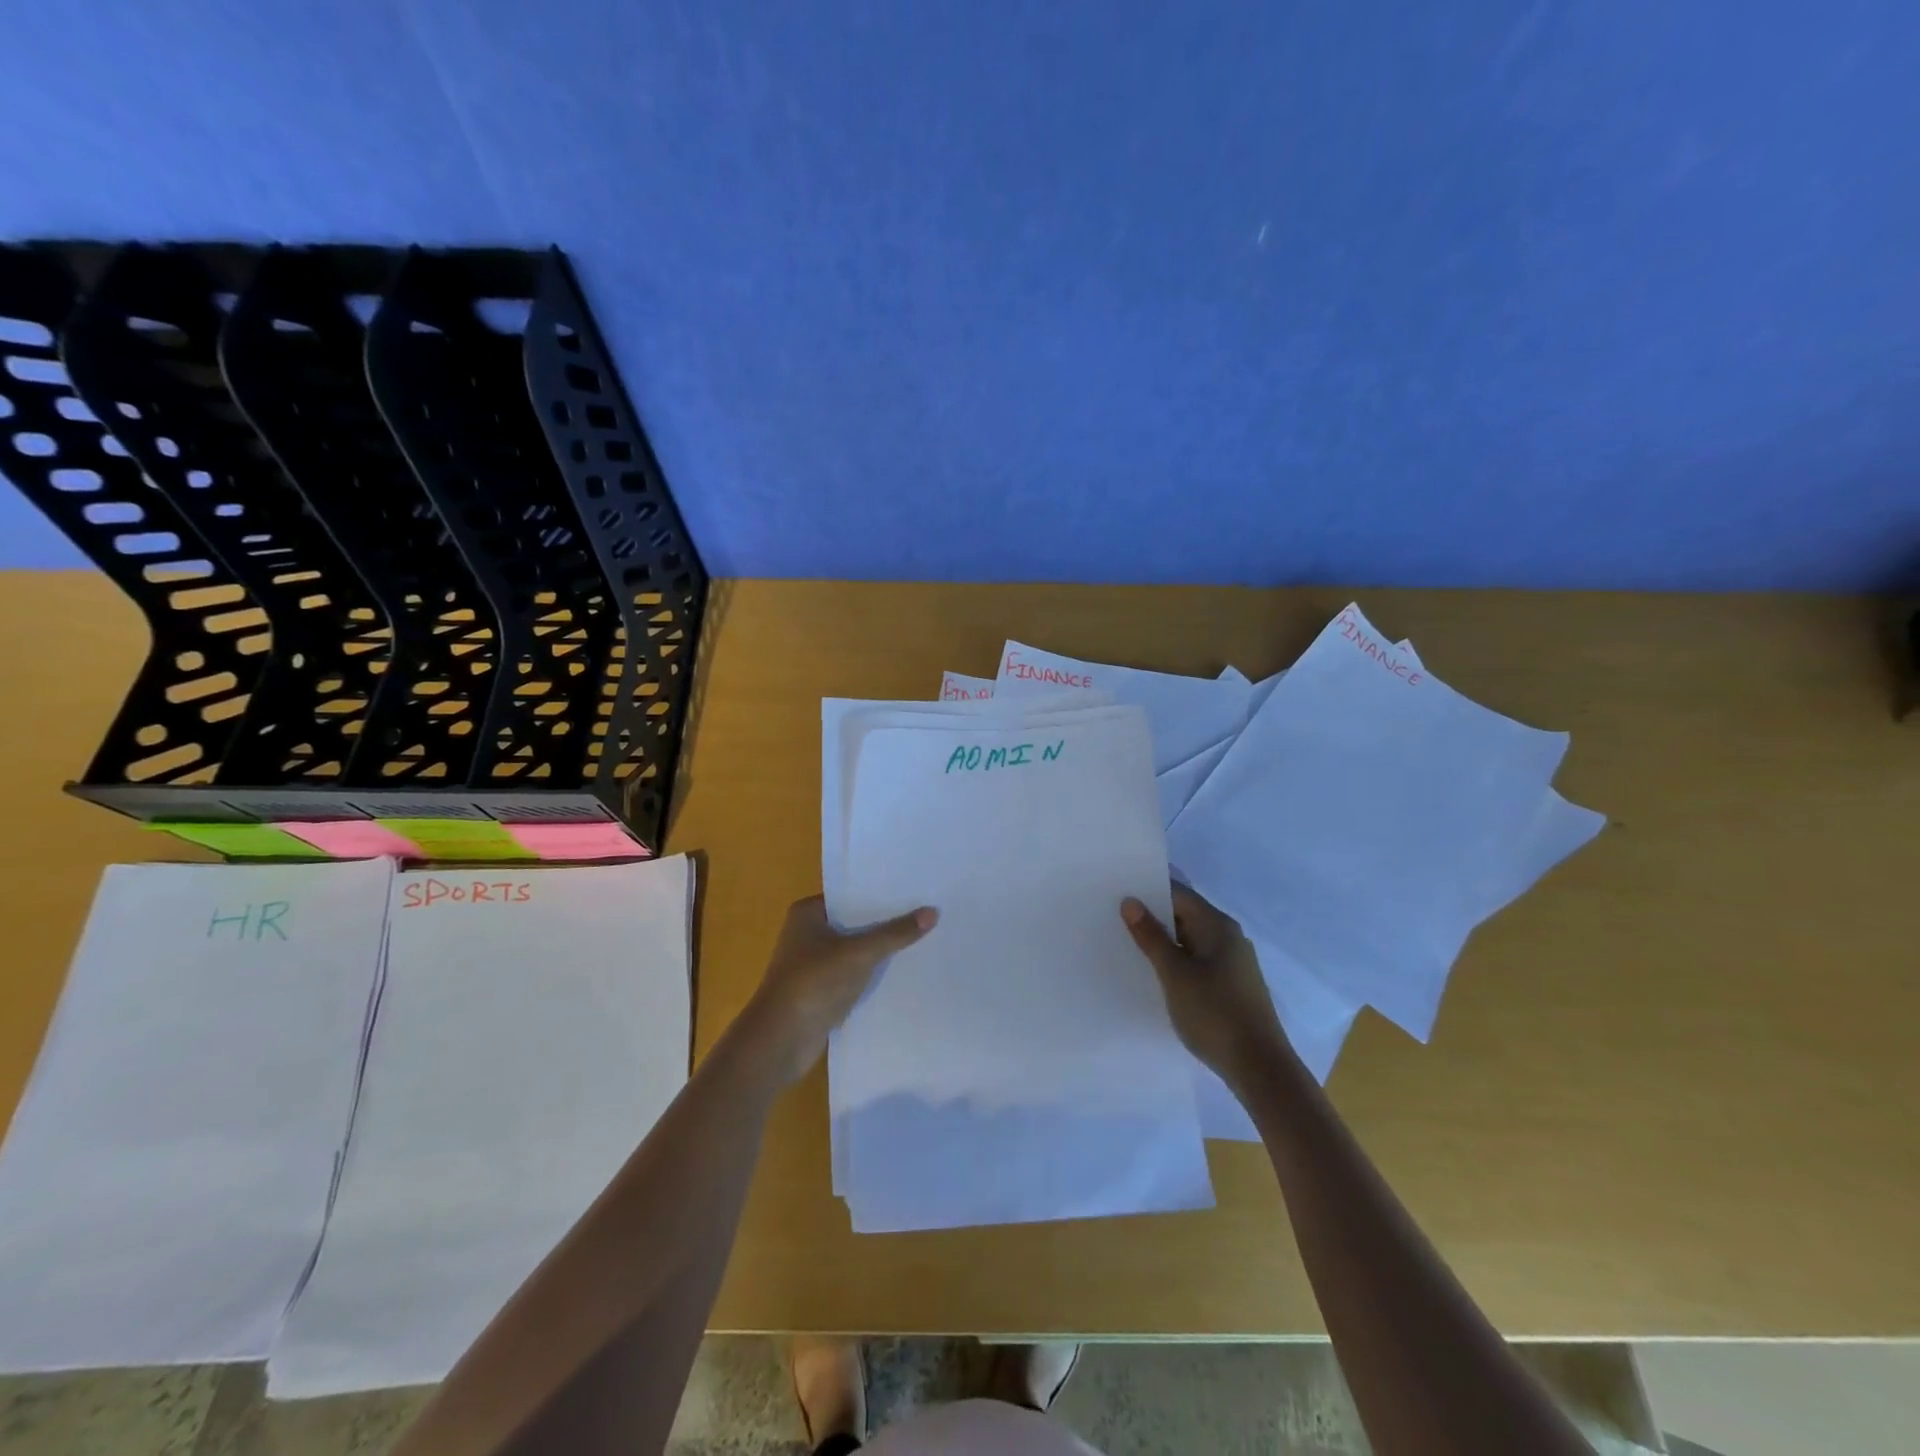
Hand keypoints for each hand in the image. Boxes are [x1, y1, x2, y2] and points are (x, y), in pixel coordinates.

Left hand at [743, 896, 936, 1084]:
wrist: (780, 1041)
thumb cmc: (814, 983)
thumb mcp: (859, 953)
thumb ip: (895, 933)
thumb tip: (933, 912)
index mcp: (808, 913)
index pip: (852, 895)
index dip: (882, 894)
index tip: (915, 890)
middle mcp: (808, 933)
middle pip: (855, 922)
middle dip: (886, 922)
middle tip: (927, 912)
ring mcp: (813, 964)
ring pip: (856, 950)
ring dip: (881, 949)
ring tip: (923, 939)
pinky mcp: (821, 991)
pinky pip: (854, 974)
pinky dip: (873, 973)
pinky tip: (903, 971)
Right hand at [1122, 884, 1291, 1089]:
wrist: (1259, 1067)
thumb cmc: (1214, 1013)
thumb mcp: (1175, 973)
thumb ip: (1151, 936)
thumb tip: (1131, 901)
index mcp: (1217, 925)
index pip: (1178, 893)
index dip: (1148, 889)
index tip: (1117, 890)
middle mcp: (1228, 937)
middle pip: (1185, 914)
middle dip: (1152, 915)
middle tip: (1113, 916)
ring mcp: (1232, 962)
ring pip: (1190, 939)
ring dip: (1163, 940)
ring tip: (1126, 942)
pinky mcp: (1230, 985)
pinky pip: (1197, 960)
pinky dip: (1176, 960)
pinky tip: (1154, 972)